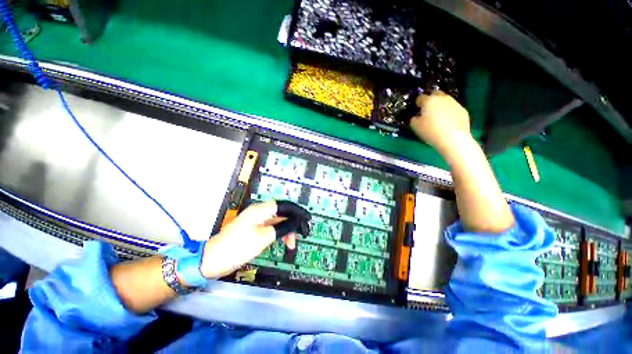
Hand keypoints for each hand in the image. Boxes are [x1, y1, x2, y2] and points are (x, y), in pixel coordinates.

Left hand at [199, 201, 309, 278]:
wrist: (213, 260)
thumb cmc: (238, 248)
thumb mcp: (264, 238)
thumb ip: (282, 228)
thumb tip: (295, 222)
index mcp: (260, 210)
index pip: (284, 205)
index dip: (297, 211)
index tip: (307, 219)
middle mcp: (259, 212)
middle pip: (282, 213)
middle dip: (293, 223)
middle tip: (301, 234)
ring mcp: (256, 220)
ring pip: (278, 221)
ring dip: (286, 230)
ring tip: (291, 244)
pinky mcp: (254, 228)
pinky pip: (271, 227)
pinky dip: (279, 233)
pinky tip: (283, 241)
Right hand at [410, 91, 470, 153]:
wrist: (453, 138)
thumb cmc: (430, 131)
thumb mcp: (415, 126)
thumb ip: (414, 119)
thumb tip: (416, 117)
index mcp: (429, 101)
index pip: (420, 97)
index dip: (417, 103)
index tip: (416, 108)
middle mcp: (442, 98)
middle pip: (435, 94)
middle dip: (431, 99)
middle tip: (427, 110)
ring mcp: (454, 103)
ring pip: (445, 100)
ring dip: (441, 106)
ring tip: (438, 117)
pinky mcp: (463, 110)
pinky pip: (453, 108)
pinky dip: (449, 113)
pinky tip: (447, 123)